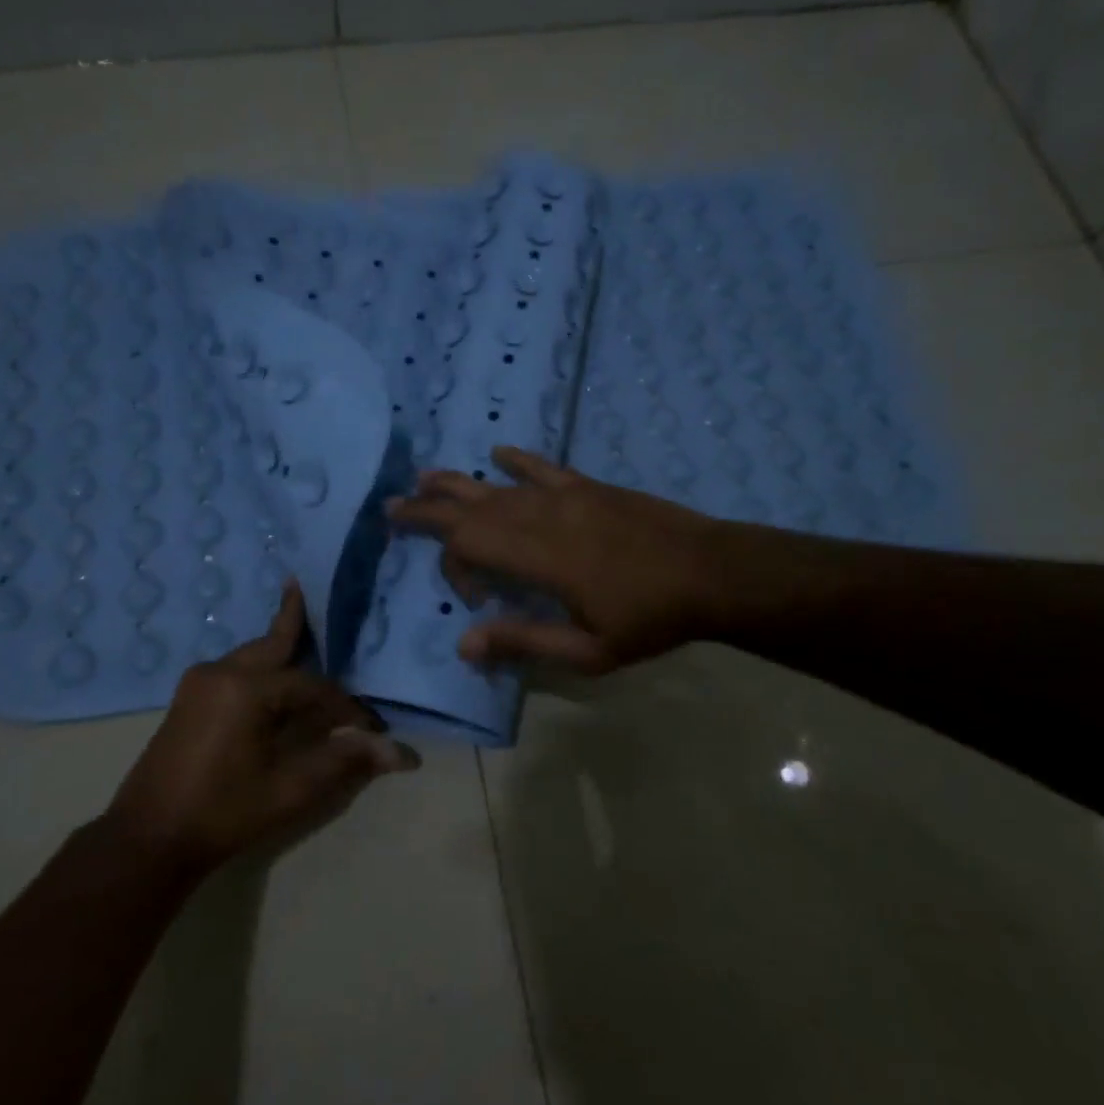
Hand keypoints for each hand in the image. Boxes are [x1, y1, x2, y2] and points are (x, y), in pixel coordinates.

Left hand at [108, 581, 416, 872]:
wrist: (147, 839)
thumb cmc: (223, 813)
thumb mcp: (290, 790)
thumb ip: (343, 761)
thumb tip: (398, 752)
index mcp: (246, 689)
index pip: (312, 687)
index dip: (344, 708)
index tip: (369, 730)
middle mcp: (220, 673)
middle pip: (272, 644)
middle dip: (293, 622)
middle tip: (302, 587)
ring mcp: (198, 684)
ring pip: (251, 656)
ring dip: (277, 649)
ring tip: (297, 628)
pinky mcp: (187, 700)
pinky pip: (234, 670)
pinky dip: (259, 668)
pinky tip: (271, 679)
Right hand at [386, 446, 726, 672]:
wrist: (712, 572)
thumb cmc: (650, 618)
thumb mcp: (588, 651)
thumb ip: (523, 642)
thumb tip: (463, 644)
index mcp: (540, 557)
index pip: (470, 544)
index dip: (455, 567)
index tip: (475, 599)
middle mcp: (543, 517)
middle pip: (471, 506)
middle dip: (427, 508)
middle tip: (391, 506)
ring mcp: (567, 496)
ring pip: (498, 485)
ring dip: (458, 483)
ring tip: (424, 478)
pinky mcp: (589, 487)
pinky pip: (543, 468)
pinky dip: (516, 461)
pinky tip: (497, 453)